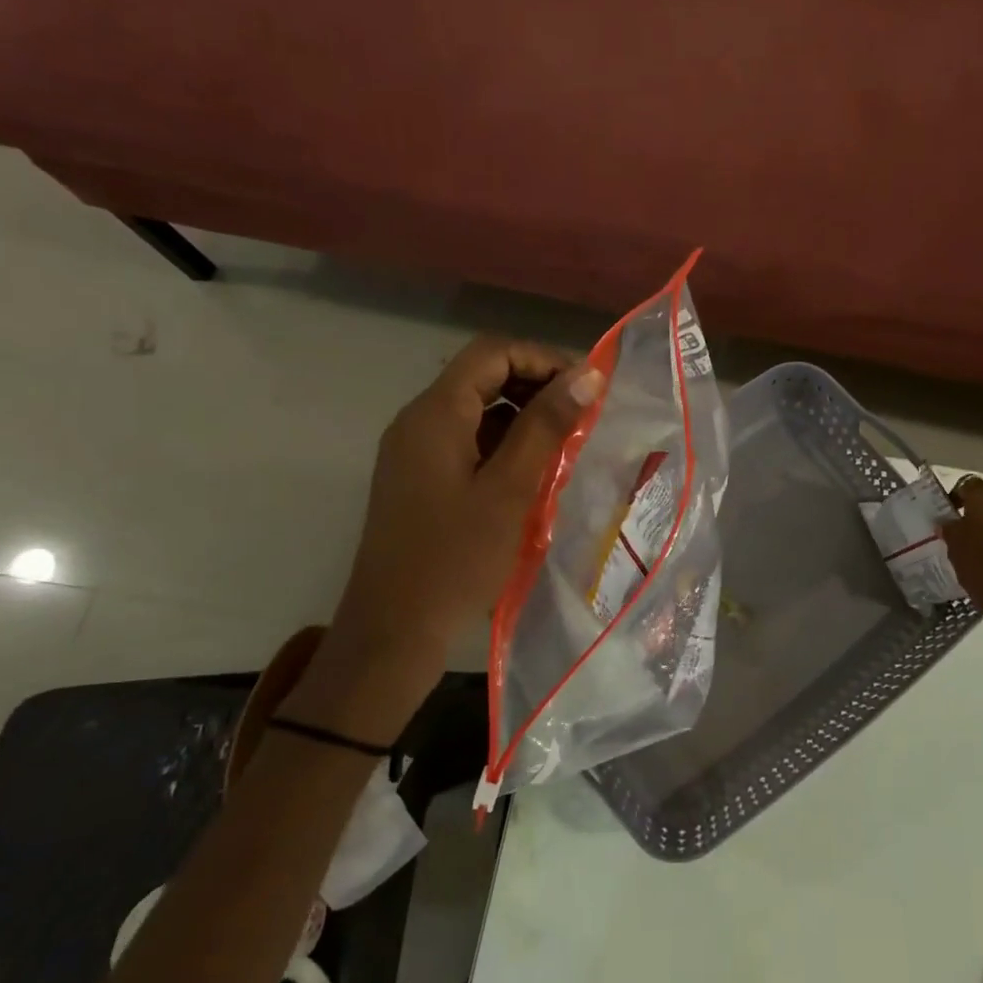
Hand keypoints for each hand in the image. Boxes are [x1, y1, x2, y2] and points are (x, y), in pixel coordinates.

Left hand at [296, 337, 602, 737]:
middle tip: (583, 418)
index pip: (492, 353)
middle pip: (482, 377)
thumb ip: (546, 427)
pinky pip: (468, 443)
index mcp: (435, 414)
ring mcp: (416, 452)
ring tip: (567, 447)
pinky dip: (504, 446)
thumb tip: (587, 374)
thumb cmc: (455, 559)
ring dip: (524, 418)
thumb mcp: (510, 490)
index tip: (587, 390)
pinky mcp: (421, 481)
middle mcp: (419, 422)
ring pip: (477, 412)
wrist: (394, 630)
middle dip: (536, 387)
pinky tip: (535, 475)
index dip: (543, 359)